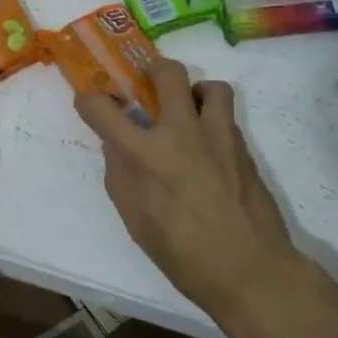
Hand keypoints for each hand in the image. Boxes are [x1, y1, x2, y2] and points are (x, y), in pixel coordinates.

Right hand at [74, 58, 302, 321]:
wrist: (248, 269)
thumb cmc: (182, 254)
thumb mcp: (135, 219)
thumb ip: (121, 174)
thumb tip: (118, 146)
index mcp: (144, 155)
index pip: (102, 108)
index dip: (89, 100)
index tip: (91, 103)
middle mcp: (180, 133)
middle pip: (167, 72)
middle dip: (153, 68)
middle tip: (150, 83)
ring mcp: (217, 135)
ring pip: (211, 86)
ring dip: (196, 92)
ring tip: (191, 111)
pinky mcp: (243, 147)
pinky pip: (227, 116)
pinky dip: (214, 120)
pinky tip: (210, 146)